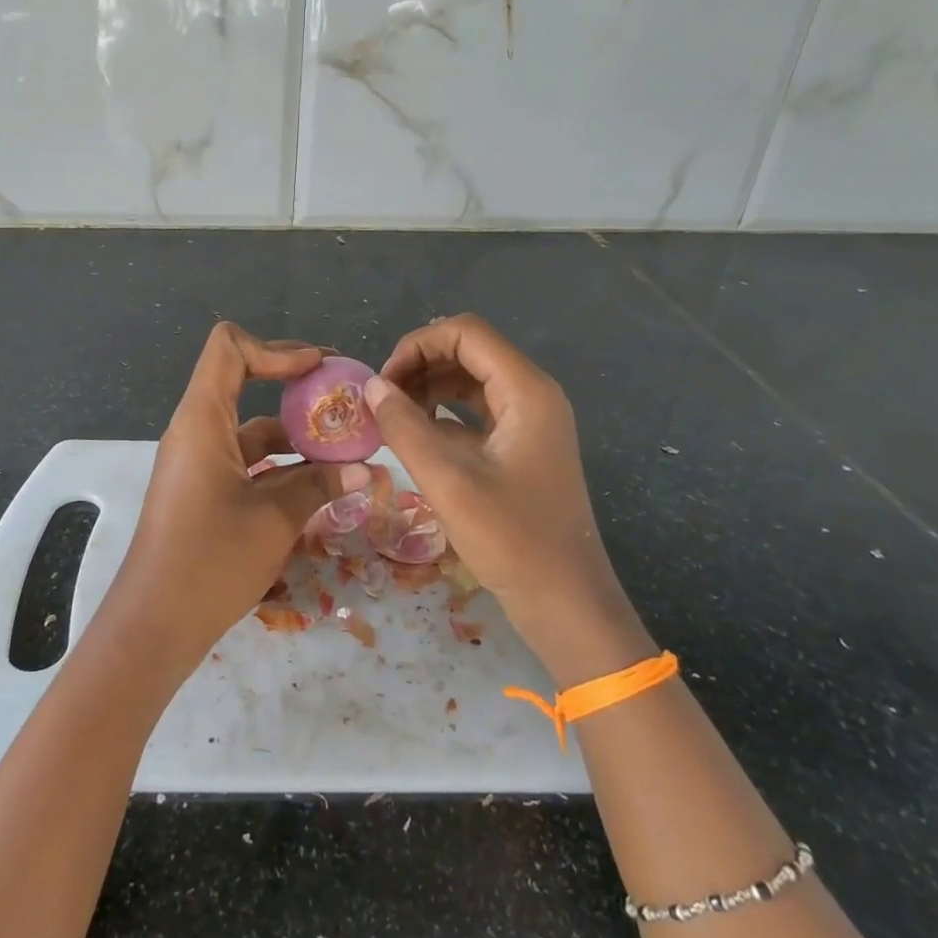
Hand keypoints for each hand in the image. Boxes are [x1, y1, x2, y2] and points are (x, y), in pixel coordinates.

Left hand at [93, 323, 369, 678]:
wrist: (154, 626)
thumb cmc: (210, 561)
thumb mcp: (275, 518)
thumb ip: (320, 485)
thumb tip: (366, 469)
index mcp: (202, 420)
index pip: (230, 349)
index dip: (277, 349)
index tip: (320, 370)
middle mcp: (197, 431)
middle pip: (244, 382)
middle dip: (297, 387)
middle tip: (346, 400)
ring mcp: (200, 463)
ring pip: (252, 428)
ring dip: (296, 433)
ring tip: (348, 448)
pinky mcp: (205, 491)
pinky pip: (247, 461)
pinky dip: (282, 464)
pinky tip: (322, 484)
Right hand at [364, 315, 651, 678]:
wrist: (567, 604)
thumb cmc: (512, 540)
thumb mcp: (448, 481)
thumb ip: (404, 427)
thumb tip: (370, 386)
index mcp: (526, 391)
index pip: (466, 333)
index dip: (417, 345)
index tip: (383, 382)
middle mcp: (532, 395)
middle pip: (468, 352)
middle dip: (419, 366)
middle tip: (381, 401)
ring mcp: (529, 423)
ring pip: (470, 382)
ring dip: (428, 389)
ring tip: (391, 418)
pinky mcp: (521, 448)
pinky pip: (476, 414)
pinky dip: (443, 416)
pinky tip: (414, 440)